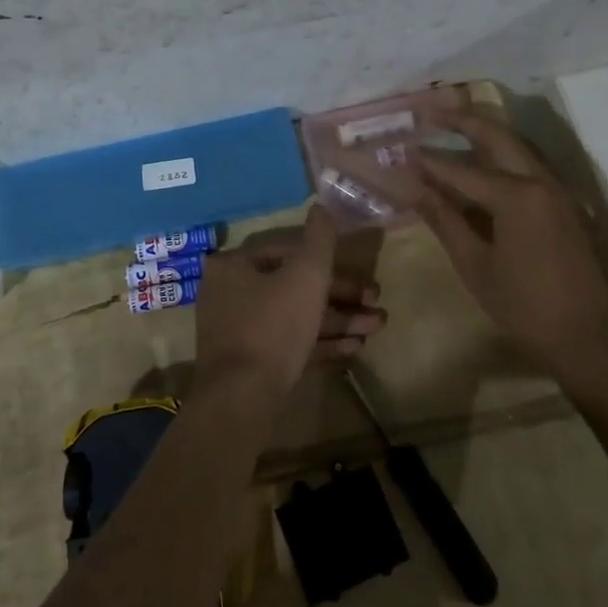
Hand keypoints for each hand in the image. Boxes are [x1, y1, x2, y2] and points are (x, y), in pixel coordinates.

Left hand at [192, 206, 386, 403]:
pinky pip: (290, 343)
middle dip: (341, 296)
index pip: (288, 252)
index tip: (361, 274)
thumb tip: (322, 206)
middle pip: (294, 286)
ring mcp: (239, 331)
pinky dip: (321, 342)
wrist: (242, 400)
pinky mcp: (251, 363)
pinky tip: (356, 347)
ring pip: (297, 316)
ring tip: (377, 327)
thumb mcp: (307, 274)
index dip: (329, 262)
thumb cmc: (274, 325)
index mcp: (235, 266)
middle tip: (376, 304)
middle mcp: (230, 294)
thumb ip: (320, 239)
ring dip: (339, 320)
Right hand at [403, 111, 607, 417]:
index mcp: (516, 195)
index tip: (400, 150)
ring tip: (453, 125)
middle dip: (462, 120)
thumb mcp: (476, 265)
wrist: (593, 338)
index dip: (428, 161)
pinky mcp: (565, 204)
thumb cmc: (526, 306)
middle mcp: (540, 181)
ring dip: (485, 132)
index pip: (460, 169)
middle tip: (430, 111)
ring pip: (517, 146)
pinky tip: (484, 163)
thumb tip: (413, 187)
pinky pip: (529, 166)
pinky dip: (503, 154)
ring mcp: (558, 190)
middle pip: (497, 136)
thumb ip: (444, 219)